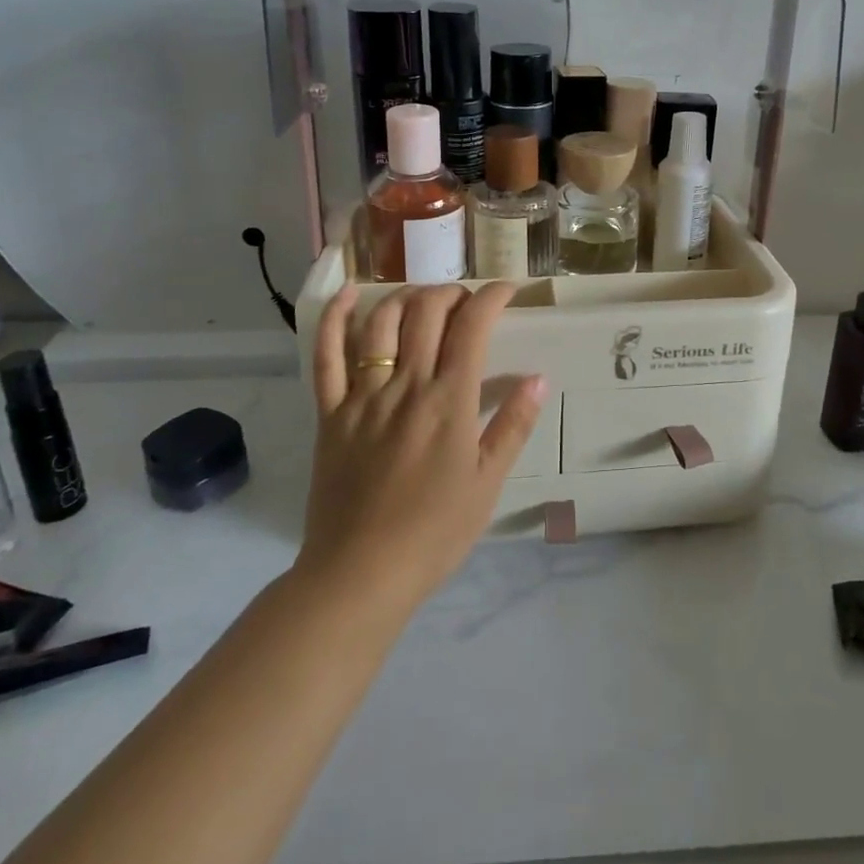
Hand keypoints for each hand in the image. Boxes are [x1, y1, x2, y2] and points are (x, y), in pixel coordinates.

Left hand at [299, 282, 546, 608]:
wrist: (360, 573)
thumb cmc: (434, 533)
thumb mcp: (488, 483)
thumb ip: (513, 426)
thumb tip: (537, 378)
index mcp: (450, 402)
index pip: (472, 327)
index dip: (491, 297)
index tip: (506, 290)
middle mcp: (406, 386)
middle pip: (427, 312)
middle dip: (451, 293)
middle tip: (466, 302)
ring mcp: (362, 396)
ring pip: (381, 323)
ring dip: (406, 297)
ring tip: (424, 299)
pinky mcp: (330, 413)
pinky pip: (326, 356)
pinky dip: (334, 318)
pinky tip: (348, 294)